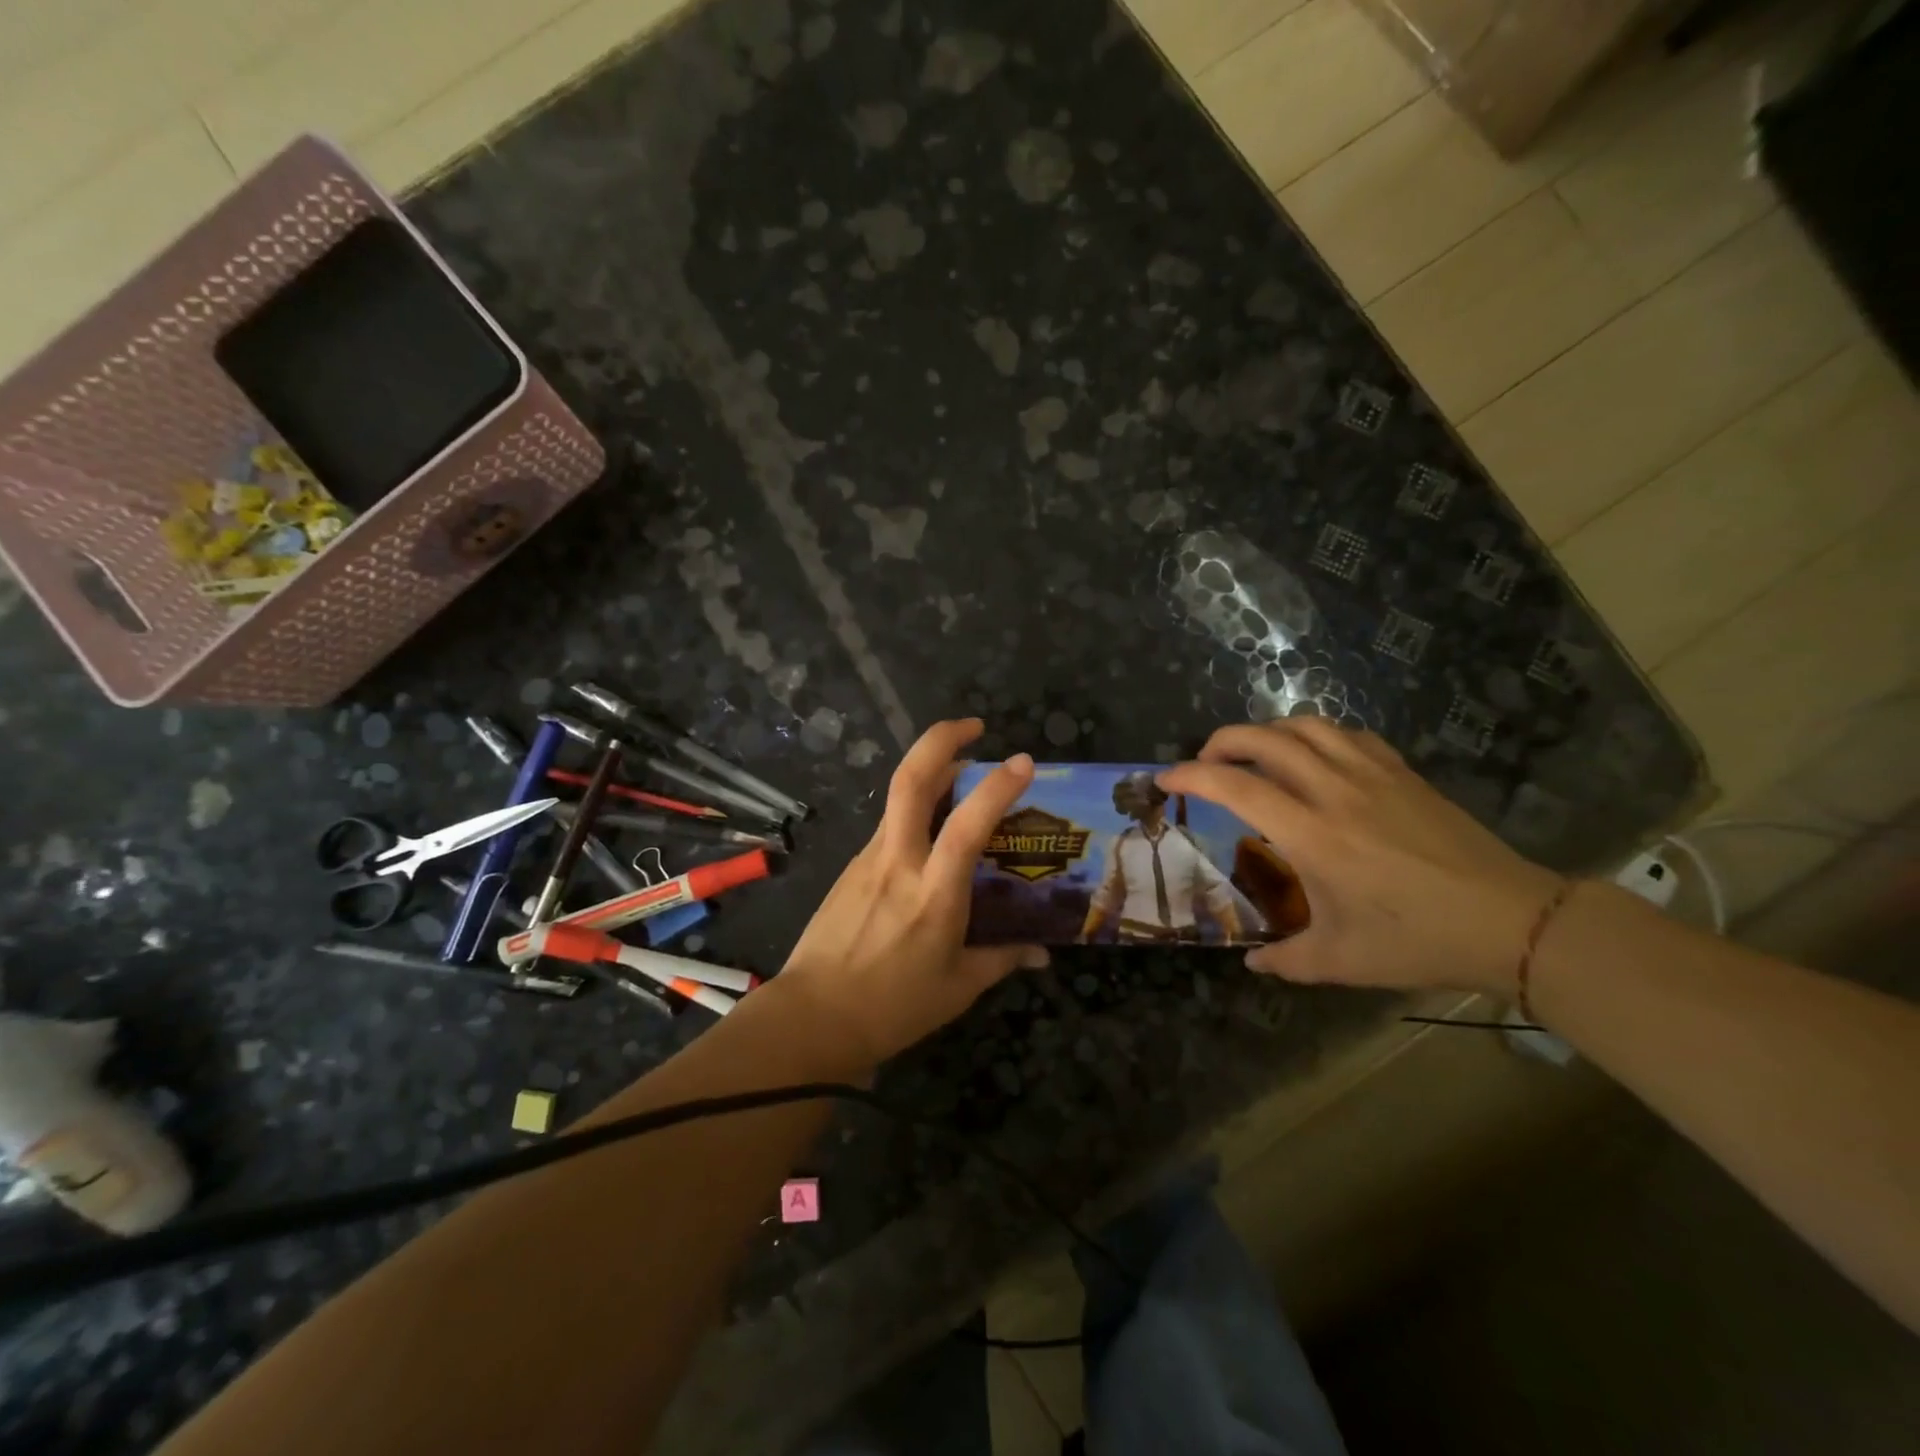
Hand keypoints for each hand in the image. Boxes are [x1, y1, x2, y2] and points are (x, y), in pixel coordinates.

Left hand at [777, 719, 1047, 1063]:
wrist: (811, 1018)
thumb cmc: (892, 1007)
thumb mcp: (958, 988)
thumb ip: (1003, 960)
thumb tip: (1042, 953)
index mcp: (933, 894)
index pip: (968, 825)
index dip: (997, 788)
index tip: (1022, 761)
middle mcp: (898, 862)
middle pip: (910, 780)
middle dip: (941, 739)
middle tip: (974, 727)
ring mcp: (868, 859)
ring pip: (898, 797)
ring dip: (931, 772)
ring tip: (962, 775)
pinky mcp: (850, 866)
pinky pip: (889, 824)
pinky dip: (914, 810)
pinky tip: (930, 831)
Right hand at [1161, 720, 1563, 994]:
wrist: (1513, 921)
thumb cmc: (1419, 940)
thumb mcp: (1343, 961)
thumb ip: (1287, 961)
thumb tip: (1253, 964)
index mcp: (1312, 834)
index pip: (1235, 786)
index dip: (1190, 775)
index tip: (1165, 779)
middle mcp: (1335, 791)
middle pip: (1264, 738)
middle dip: (1221, 741)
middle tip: (1204, 763)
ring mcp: (1373, 775)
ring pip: (1306, 725)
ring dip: (1267, 732)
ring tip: (1254, 756)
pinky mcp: (1403, 773)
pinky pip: (1348, 734)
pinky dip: (1316, 736)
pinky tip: (1315, 759)